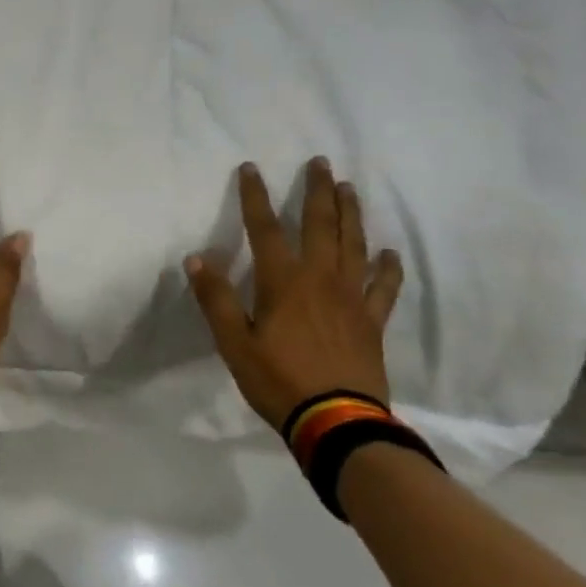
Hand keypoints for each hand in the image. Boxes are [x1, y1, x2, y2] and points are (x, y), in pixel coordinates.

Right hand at [186, 157, 404, 431]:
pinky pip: (383, 288)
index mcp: (283, 281)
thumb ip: (216, 299)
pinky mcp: (372, 321)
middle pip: (320, 225)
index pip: (265, 228)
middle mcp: (320, 279)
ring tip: (350, 189)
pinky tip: (389, 254)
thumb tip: (196, 257)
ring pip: (354, 245)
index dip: (256, 196)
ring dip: (351, 214)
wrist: (337, 423)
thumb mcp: (234, 343)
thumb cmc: (278, 380)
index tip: (251, 168)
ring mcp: (351, 298)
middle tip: (321, 162)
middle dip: (318, 190)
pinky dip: (387, 268)